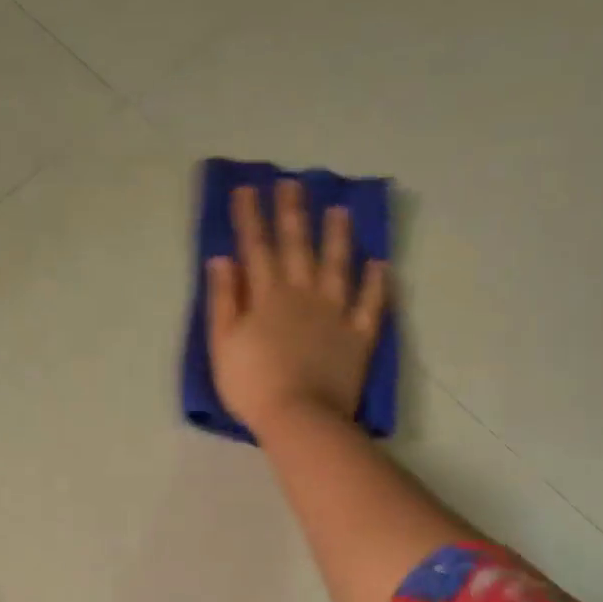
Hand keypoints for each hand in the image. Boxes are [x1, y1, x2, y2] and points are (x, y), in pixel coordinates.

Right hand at [206, 179, 388, 436]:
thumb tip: (222, 259)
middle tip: (293, 183)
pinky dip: (377, 283)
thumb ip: (224, 299)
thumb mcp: (223, 343)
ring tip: (340, 210)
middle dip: (292, 213)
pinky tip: (380, 264)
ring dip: (338, 236)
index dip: (250, 217)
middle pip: (297, 246)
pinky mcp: (359, 335)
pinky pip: (371, 303)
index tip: (247, 188)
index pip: (256, 247)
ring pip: (338, 265)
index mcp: (267, 296)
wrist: (300, 418)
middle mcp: (303, 294)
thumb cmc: (253, 384)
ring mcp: (335, 313)